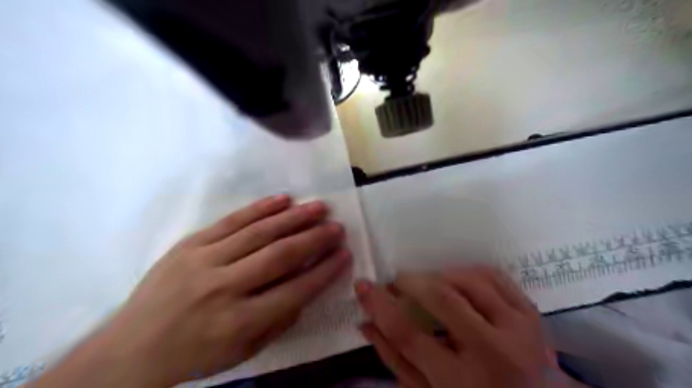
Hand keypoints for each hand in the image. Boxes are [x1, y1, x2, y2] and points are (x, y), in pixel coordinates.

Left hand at [31, 196, 351, 387]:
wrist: (130, 349)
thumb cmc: (194, 355)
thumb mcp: (243, 352)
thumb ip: (279, 320)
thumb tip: (307, 287)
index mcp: (238, 322)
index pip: (295, 290)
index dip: (325, 271)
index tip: (345, 254)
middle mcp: (224, 287)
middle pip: (280, 255)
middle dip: (315, 239)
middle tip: (337, 226)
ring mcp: (204, 261)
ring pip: (259, 232)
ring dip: (294, 217)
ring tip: (319, 207)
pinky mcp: (190, 244)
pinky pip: (231, 221)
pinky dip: (261, 208)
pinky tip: (284, 199)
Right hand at [357, 268, 560, 387]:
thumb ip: (396, 360)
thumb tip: (367, 322)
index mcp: (462, 383)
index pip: (408, 335)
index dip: (380, 305)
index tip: (363, 285)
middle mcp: (494, 353)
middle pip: (443, 298)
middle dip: (411, 281)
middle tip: (397, 281)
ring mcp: (520, 329)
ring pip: (469, 280)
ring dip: (439, 275)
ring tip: (427, 284)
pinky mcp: (532, 313)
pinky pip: (494, 275)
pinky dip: (467, 271)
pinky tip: (455, 279)